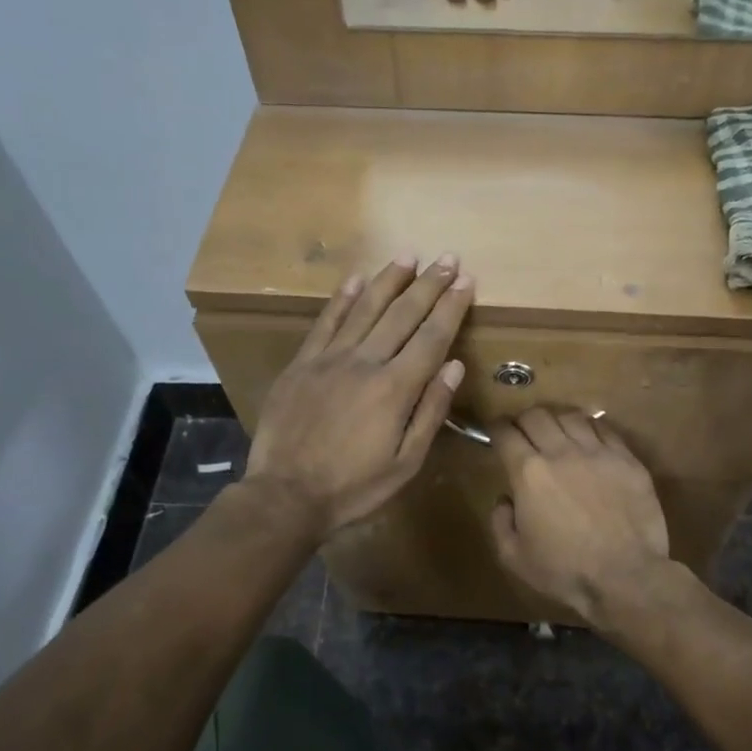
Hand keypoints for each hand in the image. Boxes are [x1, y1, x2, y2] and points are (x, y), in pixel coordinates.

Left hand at [247, 255, 472, 533]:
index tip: (466, 281)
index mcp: (395, 388)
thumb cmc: (354, 487)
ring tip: (409, 255)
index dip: (451, 307)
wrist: (285, 495)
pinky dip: (342, 298)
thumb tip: (454, 365)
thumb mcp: (406, 463)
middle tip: (448, 258)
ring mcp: (329, 358)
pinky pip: (325, 322)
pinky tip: (356, 278)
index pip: (432, 337)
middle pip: (403, 314)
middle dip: (429, 284)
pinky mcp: (302, 363)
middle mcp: (365, 362)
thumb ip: (431, 411)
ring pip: (365, 308)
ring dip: (390, 280)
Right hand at [489, 408, 669, 622]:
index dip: (496, 427)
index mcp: (529, 472)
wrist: (625, 577)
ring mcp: (598, 452)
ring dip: (557, 420)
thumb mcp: (514, 557)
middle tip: (524, 432)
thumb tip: (505, 500)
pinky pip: (604, 429)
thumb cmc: (565, 571)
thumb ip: (500, 523)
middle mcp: (561, 452)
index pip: (505, 432)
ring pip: (571, 416)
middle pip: (537, 415)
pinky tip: (589, 440)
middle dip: (524, 420)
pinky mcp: (627, 459)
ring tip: (558, 432)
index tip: (495, 431)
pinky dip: (590, 429)